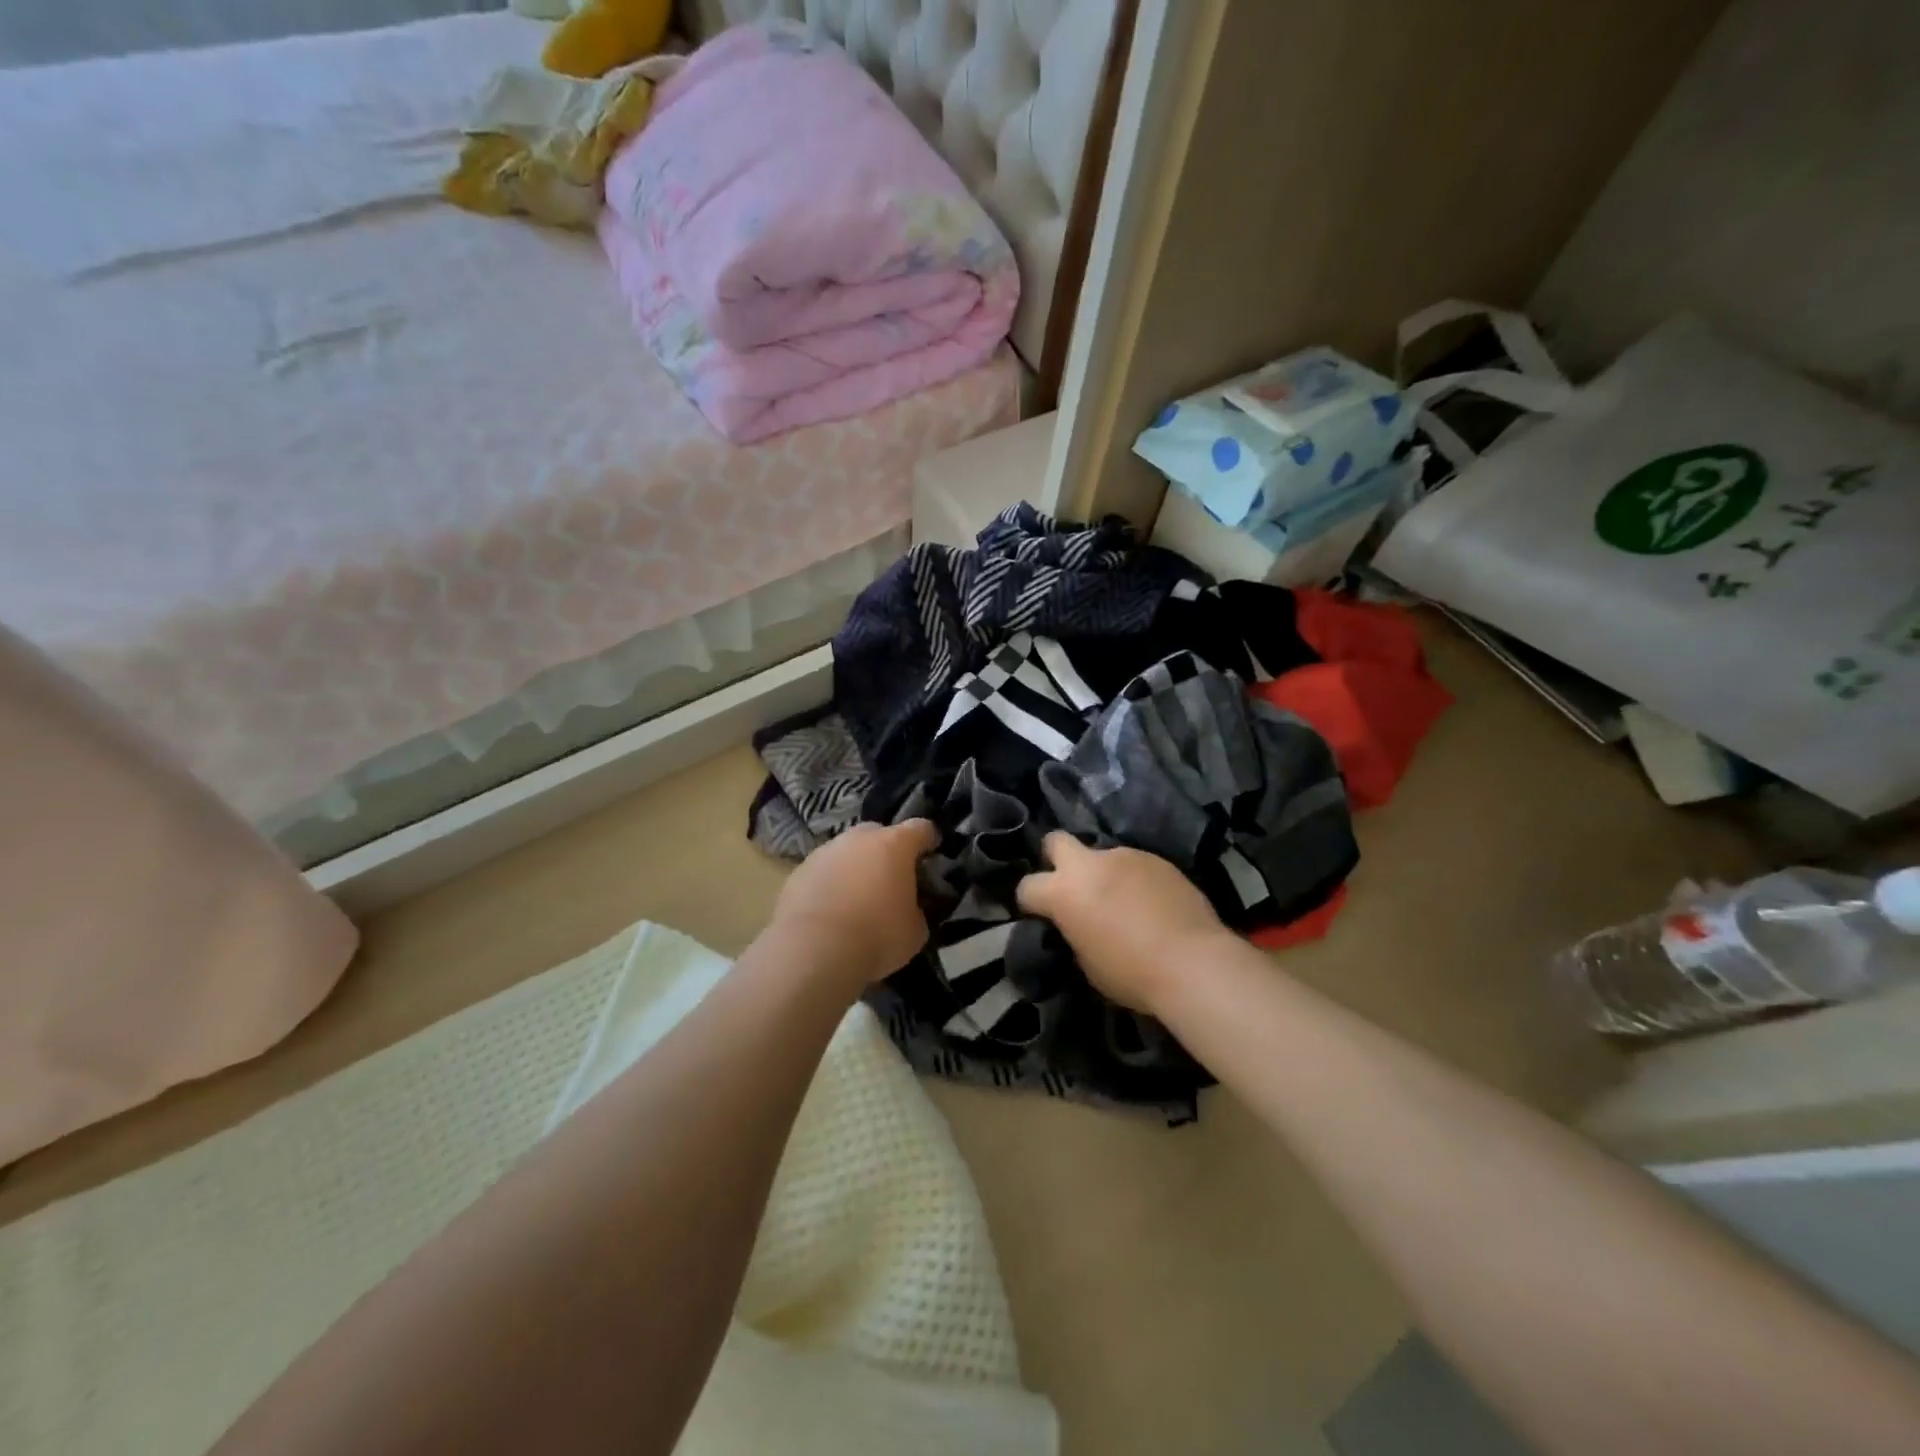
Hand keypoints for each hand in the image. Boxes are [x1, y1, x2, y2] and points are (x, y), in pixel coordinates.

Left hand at [771, 819, 939, 989]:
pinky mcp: (799, 870)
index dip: (929, 840)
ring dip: (856, 866)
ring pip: (848, 850)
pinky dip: (831, 882)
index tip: (932, 854)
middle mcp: (859, 838)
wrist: (813, 950)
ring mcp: (825, 851)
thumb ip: (917, 909)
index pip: (921, 828)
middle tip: (892, 878)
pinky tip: (831, 909)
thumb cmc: (876, 936)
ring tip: (858, 897)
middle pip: (880, 833)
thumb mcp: (915, 930)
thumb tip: (910, 908)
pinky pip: (824, 870)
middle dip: (888, 851)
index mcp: (895, 844)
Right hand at [1017, 833, 1231, 1013]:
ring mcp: (1125, 856)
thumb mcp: (1086, 963)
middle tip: (1072, 888)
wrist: (1193, 962)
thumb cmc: (1132, 973)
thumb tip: (1077, 925)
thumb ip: (1073, 933)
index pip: (1026, 886)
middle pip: (1056, 841)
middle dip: (1056, 859)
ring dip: (1103, 874)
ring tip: (1123, 903)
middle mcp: (1089, 864)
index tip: (1041, 916)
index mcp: (1063, 892)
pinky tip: (1151, 904)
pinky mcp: (1157, 859)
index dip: (1030, 902)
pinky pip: (1134, 865)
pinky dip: (1134, 880)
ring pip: (1101, 855)